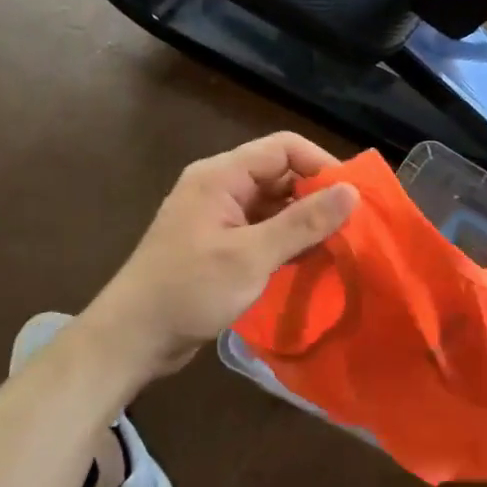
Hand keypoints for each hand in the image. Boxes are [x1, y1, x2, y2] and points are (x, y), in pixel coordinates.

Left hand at [82, 132, 357, 378]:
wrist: (132, 338)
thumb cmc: (189, 290)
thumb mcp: (251, 256)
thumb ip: (303, 223)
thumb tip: (352, 192)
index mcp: (221, 176)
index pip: (284, 148)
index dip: (322, 165)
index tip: (354, 197)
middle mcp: (221, 188)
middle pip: (281, 174)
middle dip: (318, 195)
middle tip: (354, 224)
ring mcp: (220, 217)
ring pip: (275, 204)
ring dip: (306, 221)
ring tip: (341, 244)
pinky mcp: (221, 245)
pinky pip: (264, 230)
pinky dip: (289, 241)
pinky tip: (313, 260)